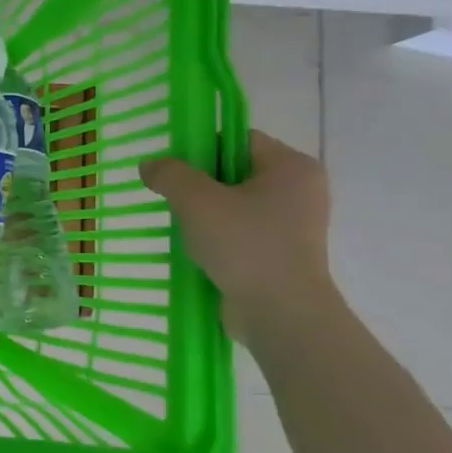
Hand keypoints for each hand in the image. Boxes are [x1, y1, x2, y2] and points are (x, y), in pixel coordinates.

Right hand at [140, 130, 335, 340]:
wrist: (281, 312)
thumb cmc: (245, 245)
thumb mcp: (196, 201)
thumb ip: (170, 175)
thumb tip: (150, 165)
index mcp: (292, 167)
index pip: (240, 140)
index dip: (202, 148)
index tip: (174, 170)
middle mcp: (300, 190)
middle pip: (236, 171)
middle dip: (200, 184)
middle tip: (173, 199)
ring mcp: (295, 224)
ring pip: (236, 204)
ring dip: (206, 212)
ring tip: (182, 227)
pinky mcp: (284, 253)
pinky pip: (243, 231)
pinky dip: (218, 236)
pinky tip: (197, 249)